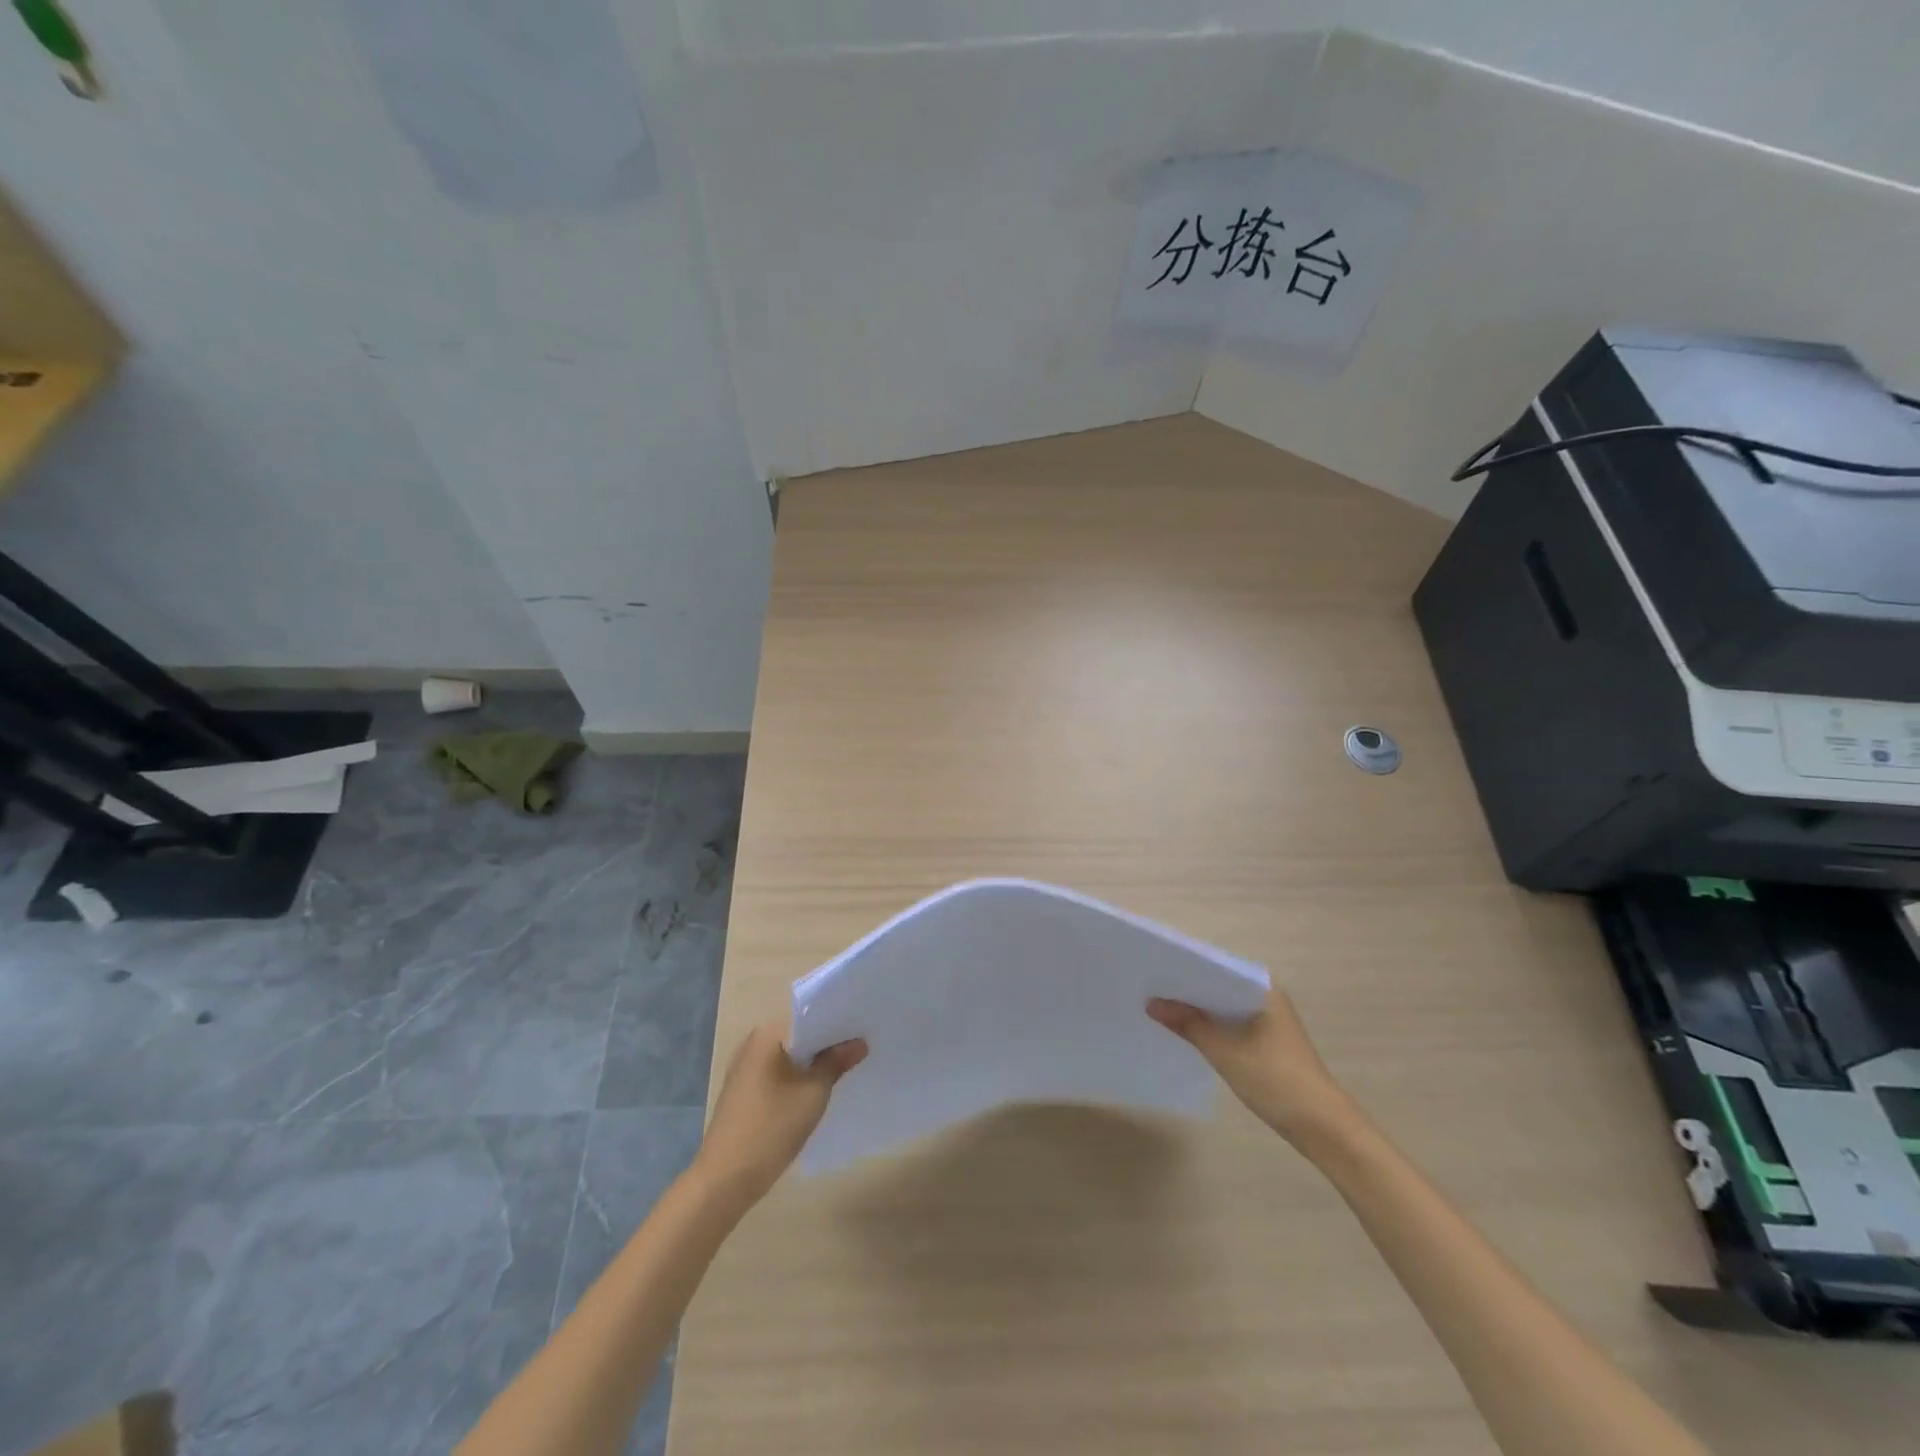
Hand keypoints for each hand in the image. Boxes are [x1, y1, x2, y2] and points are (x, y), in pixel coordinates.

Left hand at [692, 1020, 866, 1210]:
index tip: (863, 1029)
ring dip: (812, 1063)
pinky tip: (816, 1091)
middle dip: (827, 1043)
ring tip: (845, 1068)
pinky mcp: (742, 1092)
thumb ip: (836, 1062)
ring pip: (789, 1057)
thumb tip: (859, 1042)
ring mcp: (744, 1069)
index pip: (810, 1016)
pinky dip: (796, 1078)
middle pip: (799, 1036)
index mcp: (767, 1034)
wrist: (725, 1180)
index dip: (838, 1022)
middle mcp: (752, 1043)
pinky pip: (777, 1074)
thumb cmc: (772, 1128)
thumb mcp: (813, 1093)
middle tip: (861, 1048)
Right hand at [1148, 986, 1361, 1149]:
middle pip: (1219, 987)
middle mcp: (1267, 997)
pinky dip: (1212, 1028)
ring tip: (1160, 1009)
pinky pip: (1232, 1025)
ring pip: (1225, 1008)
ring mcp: (1269, 1021)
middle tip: (1149, 988)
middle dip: (1188, 991)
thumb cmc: (1275, 1080)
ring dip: (1199, 1012)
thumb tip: (1152, 1003)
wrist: (1322, 1127)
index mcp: (1263, 989)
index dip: (1186, 969)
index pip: (1217, 968)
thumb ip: (1188, 1023)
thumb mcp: (1225, 1051)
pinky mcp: (1268, 1043)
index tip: (1154, 970)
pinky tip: (1187, 1034)